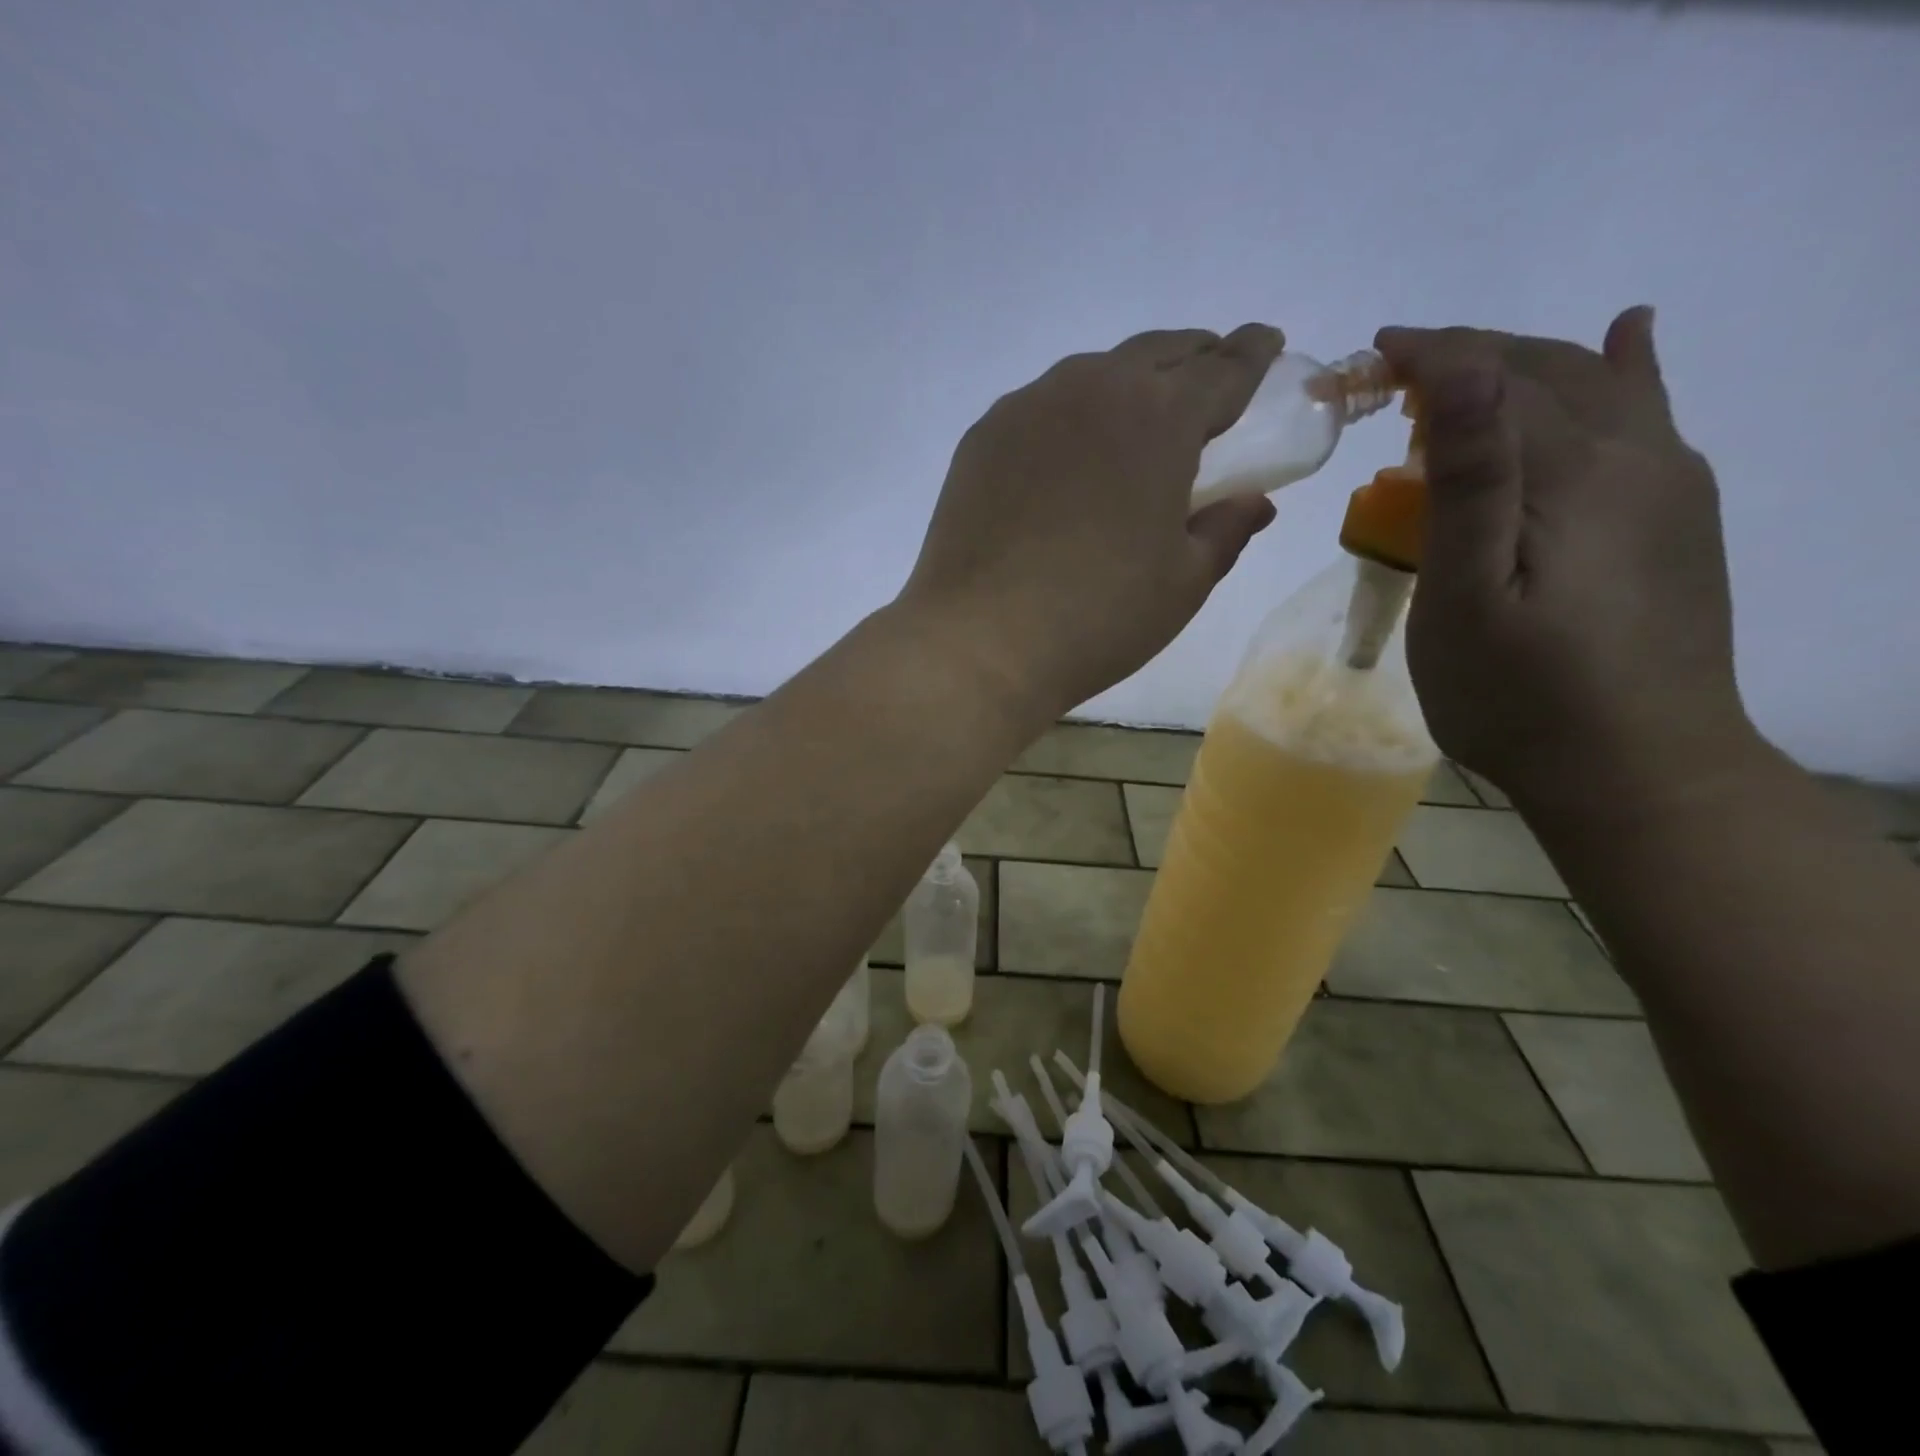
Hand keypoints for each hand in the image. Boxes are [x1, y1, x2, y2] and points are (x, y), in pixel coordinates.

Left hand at [899, 324, 1283, 721]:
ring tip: (1136, 420)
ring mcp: (1028, 408)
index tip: (1268, 343)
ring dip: (1127, 383)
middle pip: (1157, 353)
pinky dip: (1071, 416)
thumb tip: (1253, 502)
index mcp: (1159, 417)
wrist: (981, 641)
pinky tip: (1068, 455)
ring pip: (1093, 374)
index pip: (1223, 368)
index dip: (1253, 354)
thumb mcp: (1184, 581)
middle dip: (1194, 359)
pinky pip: (1041, 407)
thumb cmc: (1099, 616)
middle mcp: (1093, 390)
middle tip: (1208, 384)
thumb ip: (1226, 529)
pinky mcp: (983, 437)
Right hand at [1375, 309, 1759, 817]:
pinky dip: (1626, 367)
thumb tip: (1467, 374)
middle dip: (1465, 355)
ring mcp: (1669, 482)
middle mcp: (1634, 455)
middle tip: (1393, 370)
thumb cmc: (1519, 694)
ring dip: (1524, 363)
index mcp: (1572, 473)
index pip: (1490, 382)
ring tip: (1463, 371)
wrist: (1636, 767)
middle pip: (1544, 372)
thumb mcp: (1467, 598)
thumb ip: (1473, 483)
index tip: (1366, 356)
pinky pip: (1650, 413)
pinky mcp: (1678, 515)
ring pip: (1596, 385)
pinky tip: (1626, 338)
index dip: (1428, 358)